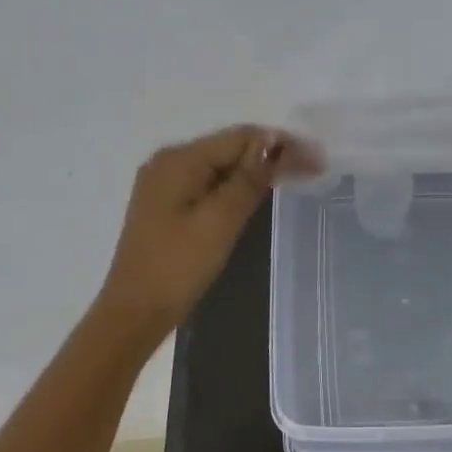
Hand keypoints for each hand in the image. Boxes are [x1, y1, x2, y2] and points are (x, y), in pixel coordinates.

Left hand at [97, 125, 317, 341]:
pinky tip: (256, 196)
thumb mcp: (220, 221)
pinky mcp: (166, 206)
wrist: (133, 314)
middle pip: (230, 148)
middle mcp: (168, 162)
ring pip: (220, 166)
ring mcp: (164, 185)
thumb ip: (249, 179)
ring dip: (256, 171)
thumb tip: (273, 142)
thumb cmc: (178, 267)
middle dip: (271, 155)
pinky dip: (236, 187)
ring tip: (294, 179)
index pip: (241, 137)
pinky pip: (208, 184)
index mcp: (179, 159)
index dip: (282, 143)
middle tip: (313, 169)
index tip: (318, 159)